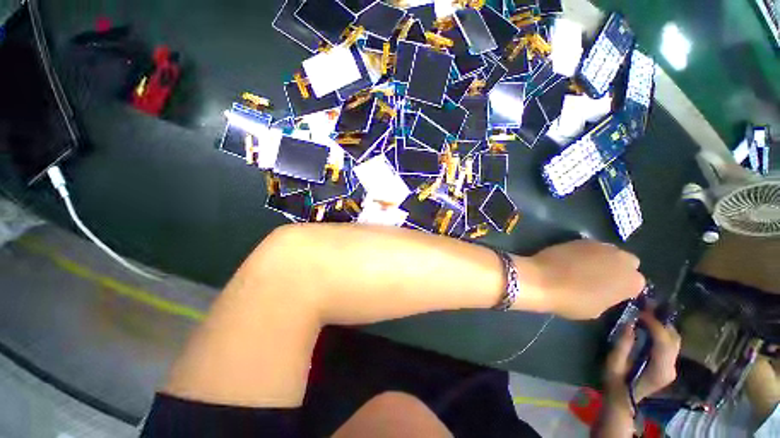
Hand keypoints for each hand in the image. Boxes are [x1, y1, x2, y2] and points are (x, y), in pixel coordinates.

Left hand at [519, 240, 645, 319]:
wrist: (542, 280)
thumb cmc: (571, 300)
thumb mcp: (598, 309)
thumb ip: (609, 297)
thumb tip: (606, 290)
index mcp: (632, 281)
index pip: (636, 283)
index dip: (623, 288)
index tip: (611, 293)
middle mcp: (622, 259)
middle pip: (627, 262)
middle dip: (618, 268)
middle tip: (600, 278)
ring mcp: (601, 246)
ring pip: (610, 252)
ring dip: (603, 259)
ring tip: (585, 268)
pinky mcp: (581, 239)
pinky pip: (591, 247)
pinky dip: (586, 253)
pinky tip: (572, 260)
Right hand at [605, 312, 680, 406]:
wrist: (623, 401)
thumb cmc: (615, 382)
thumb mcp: (613, 364)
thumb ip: (622, 345)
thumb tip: (629, 324)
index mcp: (659, 369)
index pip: (664, 341)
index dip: (655, 324)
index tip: (641, 310)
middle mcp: (671, 368)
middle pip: (673, 339)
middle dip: (661, 321)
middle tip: (645, 307)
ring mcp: (672, 367)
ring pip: (674, 340)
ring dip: (663, 325)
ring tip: (647, 313)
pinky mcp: (668, 365)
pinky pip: (670, 344)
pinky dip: (663, 332)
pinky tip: (650, 326)